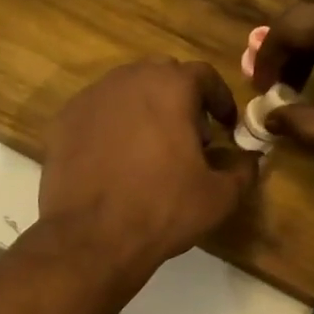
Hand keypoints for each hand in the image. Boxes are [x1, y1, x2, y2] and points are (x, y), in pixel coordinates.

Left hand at [41, 59, 256, 280]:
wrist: (91, 238)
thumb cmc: (163, 210)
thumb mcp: (219, 197)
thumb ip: (242, 170)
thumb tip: (250, 159)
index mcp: (170, 87)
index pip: (204, 75)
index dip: (220, 99)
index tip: (226, 125)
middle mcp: (127, 80)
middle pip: (162, 75)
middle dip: (181, 99)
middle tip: (191, 136)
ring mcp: (90, 98)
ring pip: (126, 91)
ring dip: (146, 110)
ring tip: (152, 149)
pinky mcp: (63, 122)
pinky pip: (97, 113)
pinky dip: (113, 126)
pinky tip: (117, 160)